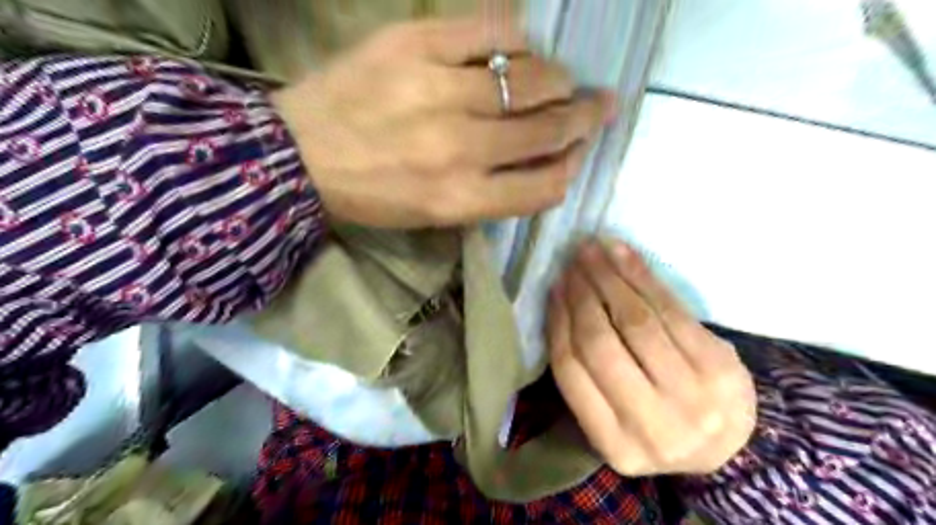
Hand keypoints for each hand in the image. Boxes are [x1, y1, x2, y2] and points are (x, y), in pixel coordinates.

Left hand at [275, 17, 619, 228]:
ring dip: (558, 79)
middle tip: (597, 105)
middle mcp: (459, 149)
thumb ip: (496, 194)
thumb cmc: (373, 194)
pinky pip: (492, 30)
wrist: (299, 154)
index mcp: (461, 199)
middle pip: (547, 129)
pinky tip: (518, 48)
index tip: (579, 151)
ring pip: (530, 78)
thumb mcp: (437, 214)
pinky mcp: (415, 44)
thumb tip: (548, 163)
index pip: (546, 185)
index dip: (572, 166)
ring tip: (561, 80)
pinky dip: (517, 38)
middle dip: (584, 117)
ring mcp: (437, 91)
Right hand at [551, 240, 751, 477]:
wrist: (731, 440)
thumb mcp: (615, 418)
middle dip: (582, 295)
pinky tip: (623, 255)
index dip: (558, 322)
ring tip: (593, 252)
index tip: (554, 289)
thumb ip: (585, 377)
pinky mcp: (719, 365)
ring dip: (609, 278)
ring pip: (636, 321)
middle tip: (572, 263)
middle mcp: (652, 425)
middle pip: (600, 344)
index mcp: (616, 445)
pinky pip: (670, 310)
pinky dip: (642, 277)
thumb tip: (560, 305)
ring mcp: (691, 396)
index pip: (571, 370)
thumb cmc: (657, 423)